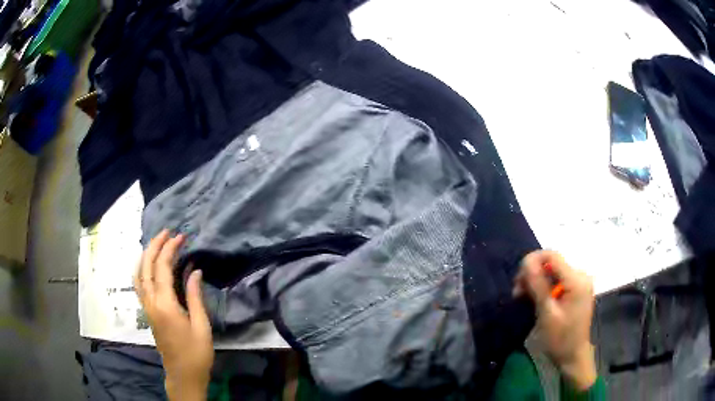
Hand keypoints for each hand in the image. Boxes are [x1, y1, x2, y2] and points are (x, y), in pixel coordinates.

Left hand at [135, 230, 213, 400]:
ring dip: (146, 255)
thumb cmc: (196, 353)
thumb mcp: (201, 325)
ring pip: (139, 273)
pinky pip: (139, 284)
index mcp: (165, 305)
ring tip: (157, 243)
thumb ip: (194, 296)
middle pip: (146, 266)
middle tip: (167, 232)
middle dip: (155, 246)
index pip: (162, 268)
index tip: (181, 237)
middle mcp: (151, 302)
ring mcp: (146, 307)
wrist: (183, 374)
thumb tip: (194, 270)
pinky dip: (142, 268)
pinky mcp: (147, 312)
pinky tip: (148, 265)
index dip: (170, 249)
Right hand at [513, 250, 595, 390]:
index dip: (532, 261)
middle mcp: (581, 275)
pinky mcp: (577, 289)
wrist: (573, 356)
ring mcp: (580, 282)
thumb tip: (526, 261)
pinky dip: (544, 287)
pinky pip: (557, 280)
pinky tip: (536, 299)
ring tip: (524, 297)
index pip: (552, 256)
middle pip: (552, 263)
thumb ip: (538, 285)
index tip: (517, 279)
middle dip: (533, 274)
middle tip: (517, 293)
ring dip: (536, 281)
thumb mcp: (547, 313)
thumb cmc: (560, 338)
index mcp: (577, 280)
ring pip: (553, 271)